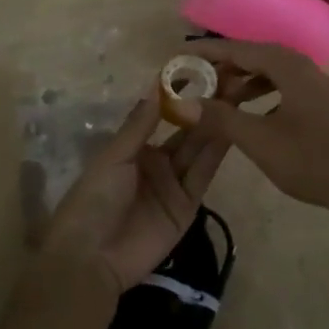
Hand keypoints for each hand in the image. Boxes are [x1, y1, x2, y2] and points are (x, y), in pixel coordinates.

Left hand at [42, 96, 228, 293]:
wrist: (92, 258)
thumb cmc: (94, 199)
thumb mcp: (114, 157)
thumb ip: (140, 125)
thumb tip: (158, 85)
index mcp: (135, 149)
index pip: (162, 117)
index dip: (180, 97)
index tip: (201, 71)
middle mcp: (157, 163)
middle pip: (186, 133)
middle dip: (205, 110)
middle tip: (231, 83)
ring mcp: (173, 185)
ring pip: (199, 151)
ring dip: (215, 128)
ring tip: (237, 100)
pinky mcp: (187, 207)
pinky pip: (203, 177)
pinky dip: (216, 156)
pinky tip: (232, 132)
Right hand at [176, 39, 328, 219]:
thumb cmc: (310, 159)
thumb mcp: (258, 140)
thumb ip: (221, 118)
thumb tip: (184, 102)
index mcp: (289, 66)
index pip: (240, 49)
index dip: (208, 52)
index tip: (180, 55)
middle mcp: (303, 67)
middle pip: (256, 56)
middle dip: (224, 66)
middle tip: (195, 79)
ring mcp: (315, 86)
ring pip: (270, 73)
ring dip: (242, 81)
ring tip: (217, 97)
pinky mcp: (320, 105)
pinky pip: (282, 87)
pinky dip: (260, 93)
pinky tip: (249, 112)